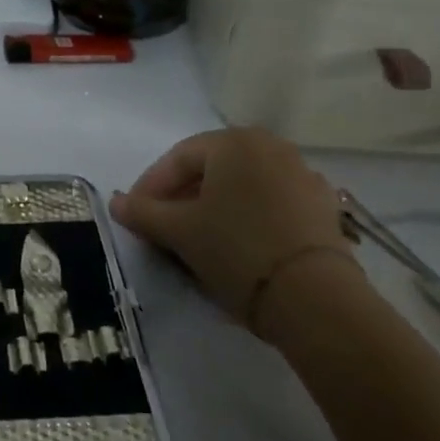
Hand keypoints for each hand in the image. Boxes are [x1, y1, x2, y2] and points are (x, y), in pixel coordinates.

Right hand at [110, 128, 355, 335]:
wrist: (315, 298)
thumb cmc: (236, 250)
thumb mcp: (179, 231)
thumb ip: (142, 212)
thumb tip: (116, 202)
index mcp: (233, 142)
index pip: (178, 158)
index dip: (150, 187)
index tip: (135, 215)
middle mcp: (271, 146)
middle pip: (212, 168)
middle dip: (183, 196)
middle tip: (164, 227)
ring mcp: (302, 174)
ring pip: (243, 185)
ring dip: (216, 205)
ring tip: (200, 237)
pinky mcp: (323, 206)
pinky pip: (272, 202)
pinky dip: (249, 215)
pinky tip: (240, 243)